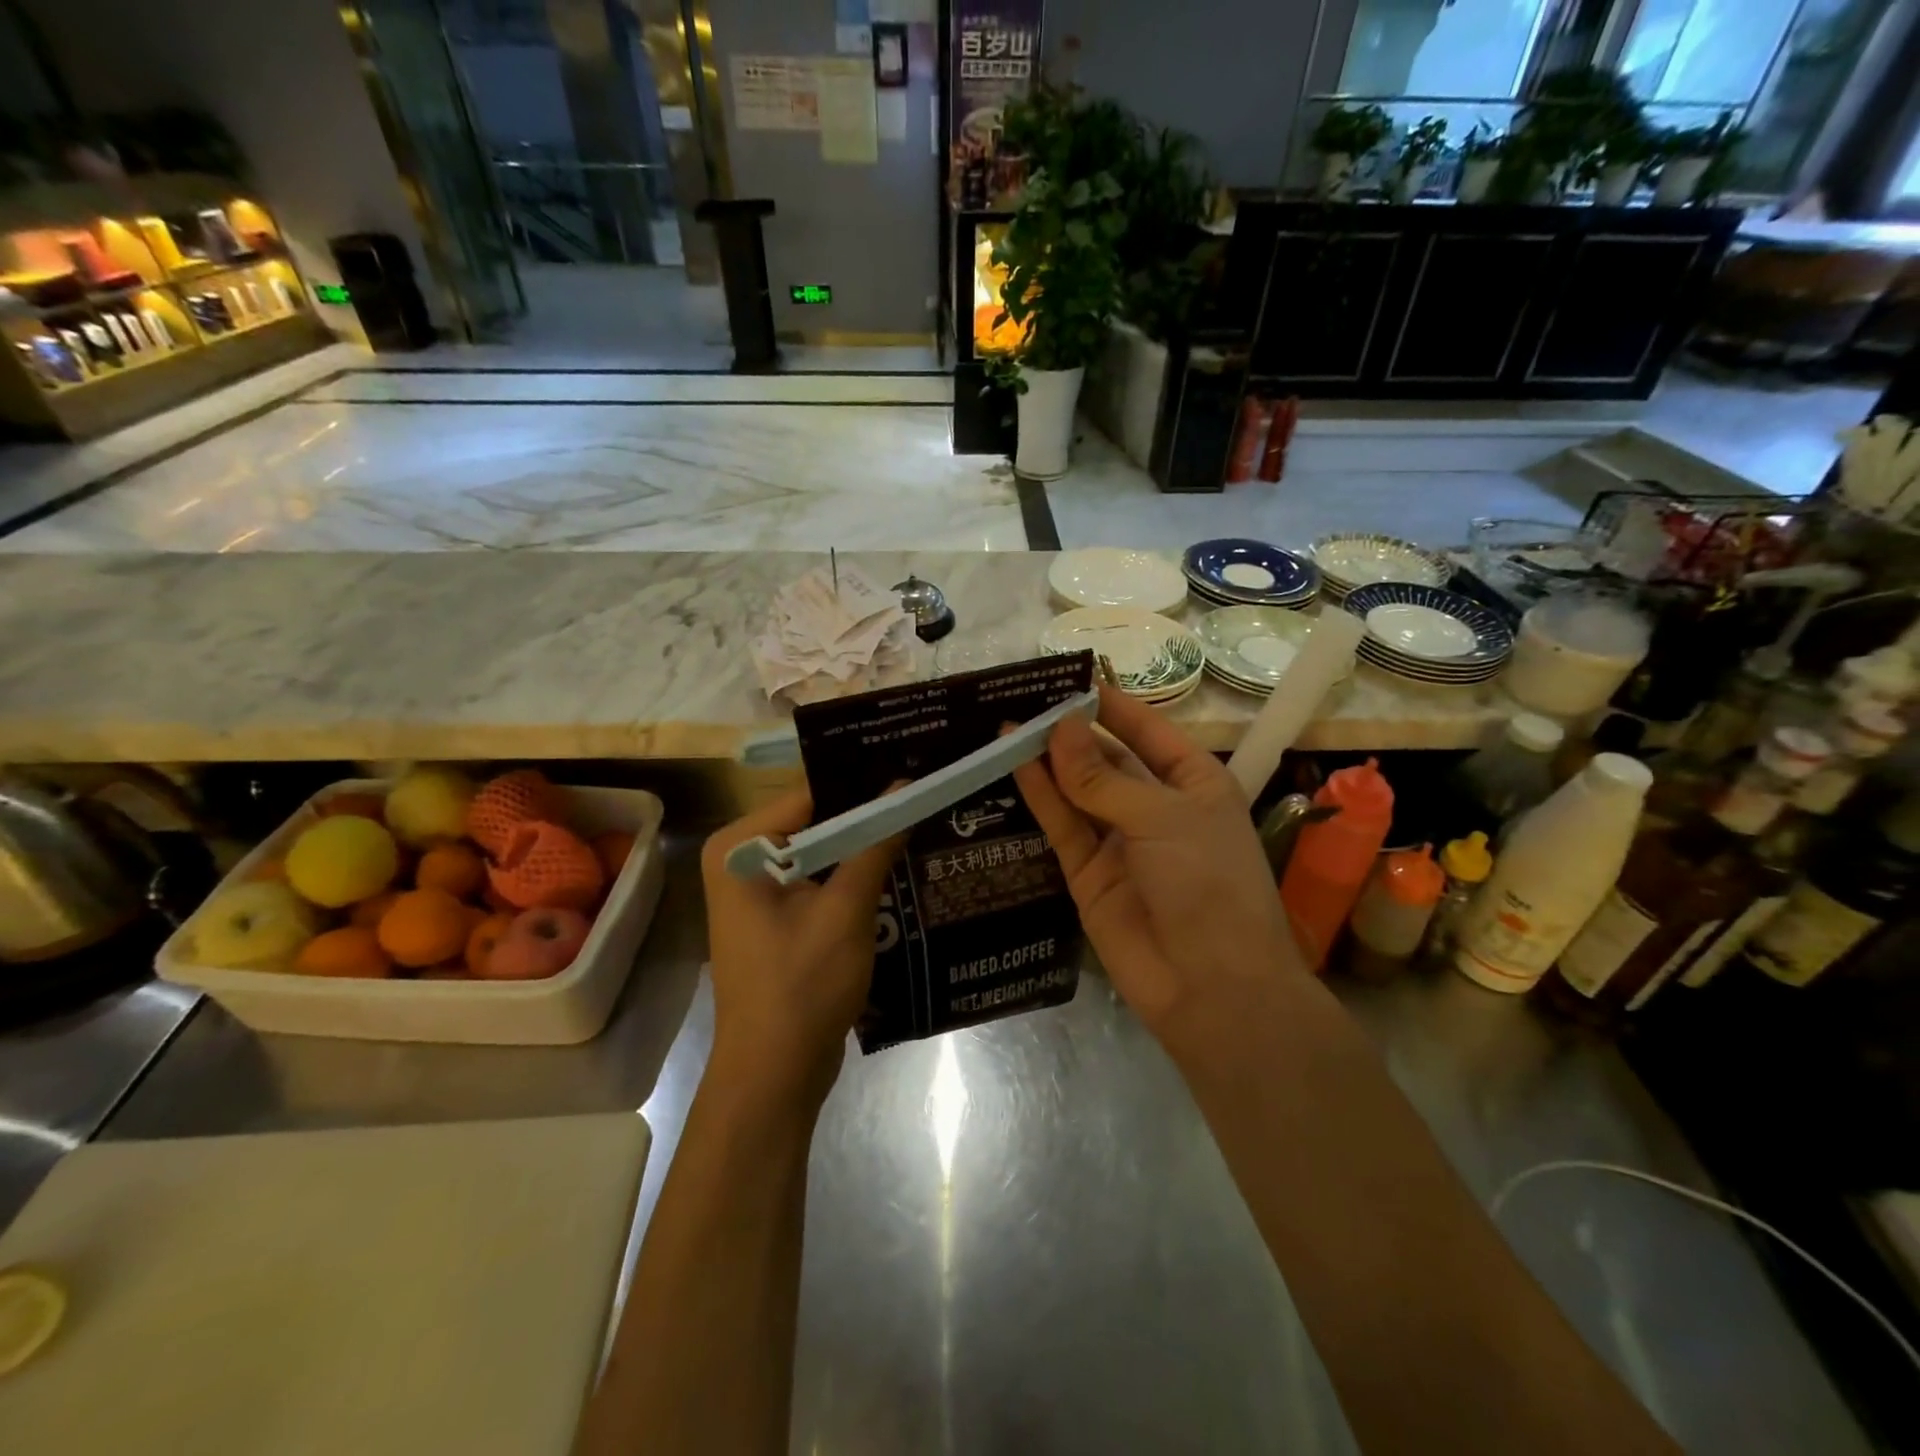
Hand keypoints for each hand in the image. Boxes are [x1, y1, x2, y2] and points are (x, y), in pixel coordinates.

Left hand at [701, 790, 899, 1100]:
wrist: (774, 1074)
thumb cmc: (802, 985)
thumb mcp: (845, 910)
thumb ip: (874, 844)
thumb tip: (905, 789)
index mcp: (740, 847)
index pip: (810, 794)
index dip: (863, 785)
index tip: (914, 773)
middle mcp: (740, 859)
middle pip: (815, 821)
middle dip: (867, 816)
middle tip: (924, 798)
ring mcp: (756, 891)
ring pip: (821, 852)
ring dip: (864, 847)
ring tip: (921, 824)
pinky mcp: (775, 917)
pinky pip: (818, 880)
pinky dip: (852, 877)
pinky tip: (898, 868)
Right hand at [1012, 686, 1302, 1036]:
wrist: (1212, 988)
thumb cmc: (1207, 883)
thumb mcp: (1162, 818)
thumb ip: (1103, 778)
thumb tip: (1061, 727)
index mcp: (1193, 784)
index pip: (1146, 731)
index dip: (1111, 704)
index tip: (1069, 677)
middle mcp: (1155, 807)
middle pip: (1106, 760)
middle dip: (1070, 732)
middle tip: (1023, 699)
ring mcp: (1119, 842)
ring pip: (1077, 792)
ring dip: (1048, 762)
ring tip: (1007, 726)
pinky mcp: (1087, 875)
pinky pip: (1062, 828)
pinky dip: (1040, 798)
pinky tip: (1015, 765)